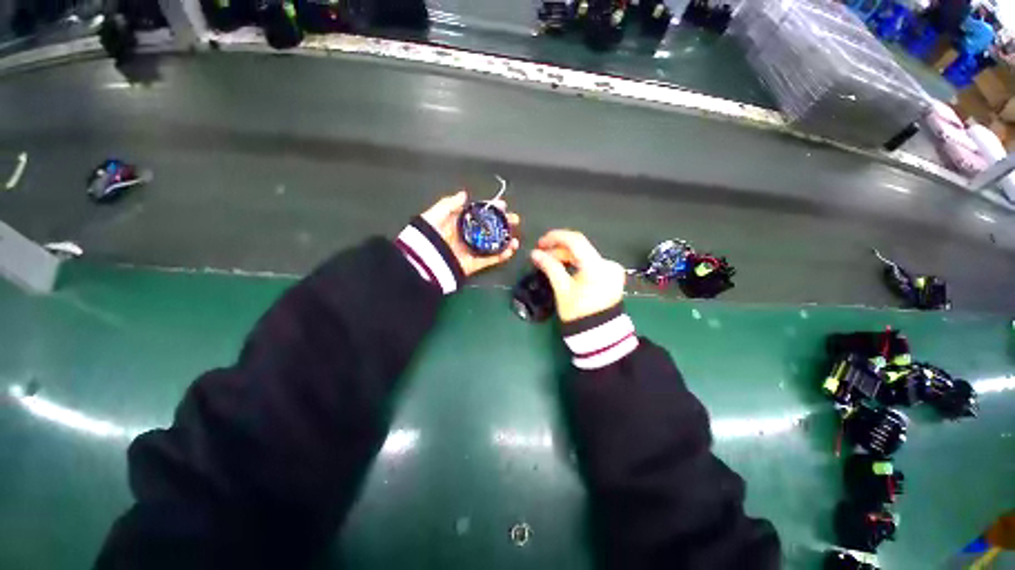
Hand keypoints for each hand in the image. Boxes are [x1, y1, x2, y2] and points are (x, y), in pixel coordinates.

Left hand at [420, 190, 520, 276]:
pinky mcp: (473, 264)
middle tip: (514, 219)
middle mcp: (466, 235)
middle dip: (502, 223)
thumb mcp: (434, 215)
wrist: (422, 262)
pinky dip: (501, 256)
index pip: (478, 213)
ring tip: (516, 237)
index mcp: (457, 223)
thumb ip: (449, 204)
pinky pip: (489, 259)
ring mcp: (471, 250)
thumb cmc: (427, 236)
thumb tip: (465, 195)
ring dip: (505, 240)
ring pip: (492, 244)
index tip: (503, 205)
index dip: (490, 208)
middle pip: (488, 228)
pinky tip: (511, 250)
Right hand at [530, 230, 625, 322]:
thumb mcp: (562, 289)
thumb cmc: (578, 314)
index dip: (556, 237)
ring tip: (549, 262)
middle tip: (541, 255)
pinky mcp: (611, 275)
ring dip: (566, 256)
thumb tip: (535, 254)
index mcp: (597, 266)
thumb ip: (549, 267)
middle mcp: (608, 263)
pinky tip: (563, 267)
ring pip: (584, 255)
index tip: (540, 242)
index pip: (576, 241)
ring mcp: (612, 269)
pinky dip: (576, 263)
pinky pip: (590, 262)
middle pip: (580, 248)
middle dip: (558, 249)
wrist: (599, 335)